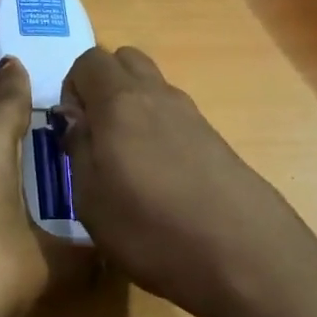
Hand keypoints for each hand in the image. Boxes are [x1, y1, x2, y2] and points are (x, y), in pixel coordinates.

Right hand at [56, 46, 316, 316]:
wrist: (245, 257)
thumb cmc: (151, 230)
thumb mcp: (91, 200)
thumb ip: (79, 149)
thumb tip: (77, 120)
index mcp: (121, 102)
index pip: (89, 60)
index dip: (71, 88)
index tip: (72, 131)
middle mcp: (159, 96)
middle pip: (125, 61)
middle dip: (103, 86)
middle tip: (96, 135)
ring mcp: (193, 116)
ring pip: (153, 88)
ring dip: (132, 108)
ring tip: (127, 163)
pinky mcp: (217, 140)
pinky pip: (175, 117)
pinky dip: (158, 130)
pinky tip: (160, 179)